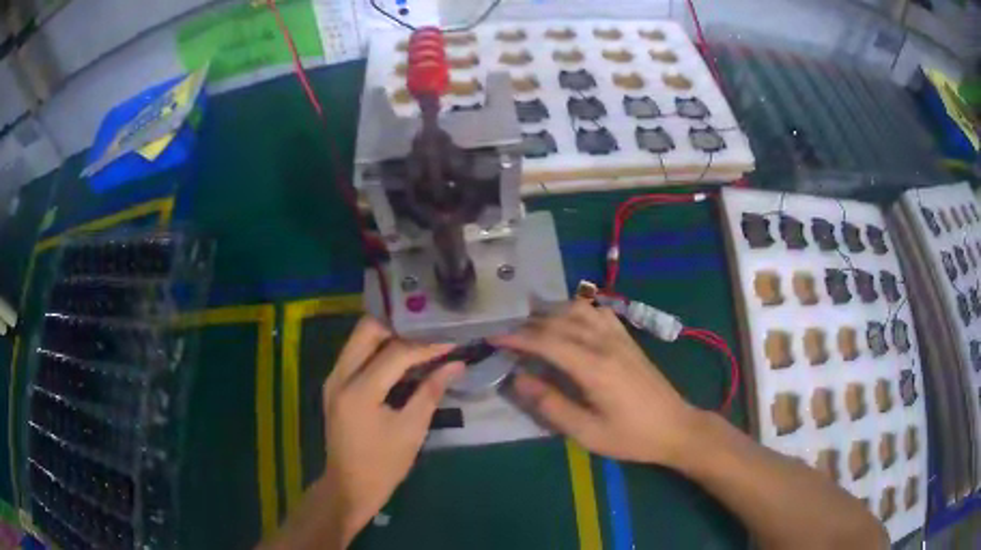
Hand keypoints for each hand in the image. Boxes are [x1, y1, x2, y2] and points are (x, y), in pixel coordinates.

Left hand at [321, 316, 462, 541]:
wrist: (349, 486)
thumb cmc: (384, 464)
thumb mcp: (411, 430)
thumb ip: (431, 392)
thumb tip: (456, 364)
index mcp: (359, 391)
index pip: (395, 353)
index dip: (426, 345)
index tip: (451, 338)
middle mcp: (339, 376)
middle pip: (367, 330)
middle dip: (400, 325)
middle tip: (429, 327)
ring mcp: (333, 378)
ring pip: (358, 338)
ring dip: (387, 333)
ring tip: (419, 335)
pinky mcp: (334, 384)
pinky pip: (355, 353)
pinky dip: (377, 347)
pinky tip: (399, 353)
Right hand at [493, 300, 700, 466]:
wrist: (675, 427)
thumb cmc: (631, 436)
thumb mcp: (587, 432)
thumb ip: (551, 405)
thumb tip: (517, 379)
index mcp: (594, 367)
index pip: (548, 341)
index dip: (517, 337)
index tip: (493, 338)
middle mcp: (606, 344)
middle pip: (560, 321)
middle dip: (528, 324)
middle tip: (506, 335)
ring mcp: (620, 338)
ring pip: (579, 309)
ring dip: (552, 313)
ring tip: (533, 327)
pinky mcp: (629, 339)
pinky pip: (599, 312)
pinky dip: (577, 311)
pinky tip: (569, 323)